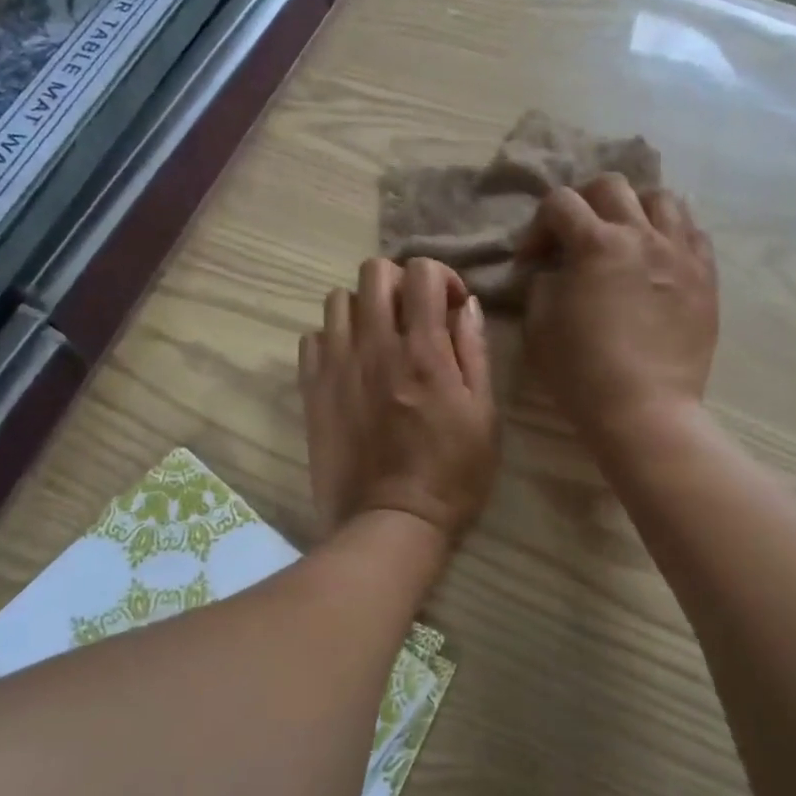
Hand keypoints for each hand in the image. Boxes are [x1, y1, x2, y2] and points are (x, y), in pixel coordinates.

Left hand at [299, 258, 497, 544]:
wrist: (390, 523)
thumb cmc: (452, 474)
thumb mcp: (484, 414)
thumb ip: (474, 351)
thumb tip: (465, 304)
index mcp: (424, 351)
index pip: (422, 272)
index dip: (441, 276)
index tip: (449, 305)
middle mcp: (376, 346)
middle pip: (374, 271)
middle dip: (399, 282)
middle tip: (412, 315)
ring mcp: (337, 365)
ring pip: (337, 299)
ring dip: (363, 307)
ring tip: (378, 337)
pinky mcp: (312, 389)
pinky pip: (312, 337)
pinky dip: (332, 338)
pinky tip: (350, 363)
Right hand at [518, 176, 717, 444]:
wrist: (645, 410)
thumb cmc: (582, 372)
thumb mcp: (539, 326)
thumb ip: (542, 283)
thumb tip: (554, 269)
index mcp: (597, 245)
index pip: (560, 203)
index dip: (539, 225)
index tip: (533, 258)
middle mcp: (642, 236)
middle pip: (612, 186)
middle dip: (584, 202)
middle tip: (576, 234)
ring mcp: (681, 254)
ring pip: (662, 198)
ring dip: (635, 208)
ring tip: (625, 236)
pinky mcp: (706, 278)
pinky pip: (694, 233)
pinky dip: (671, 234)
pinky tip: (659, 257)